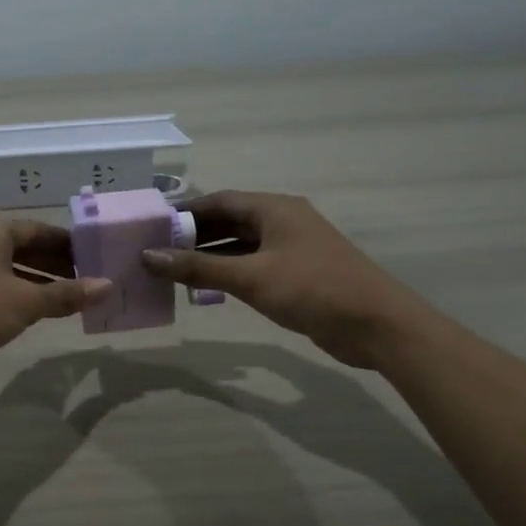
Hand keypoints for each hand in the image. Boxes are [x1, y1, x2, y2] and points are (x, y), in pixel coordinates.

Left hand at [0, 220, 111, 389]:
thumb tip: (108, 286)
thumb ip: (66, 293)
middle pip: (27, 248)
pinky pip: (1, 288)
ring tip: (72, 299)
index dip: (69, 243)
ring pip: (13, 270)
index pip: (40, 230)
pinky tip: (41, 312)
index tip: (95, 258)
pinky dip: (23, 296)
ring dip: (42, 283)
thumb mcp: (27, 301)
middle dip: (57, 264)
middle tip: (89, 281)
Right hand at [141, 191, 424, 368]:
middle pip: (229, 221)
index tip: (152, 227)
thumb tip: (148, 256)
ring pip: (240, 245)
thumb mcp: (250, 278)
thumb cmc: (312, 290)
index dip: (185, 212)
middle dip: (194, 235)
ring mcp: (291, 248)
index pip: (219, 201)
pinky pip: (253, 266)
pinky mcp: (297, 274)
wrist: (376, 325)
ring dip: (210, 256)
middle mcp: (282, 221)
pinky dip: (229, 273)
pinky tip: (206, 289)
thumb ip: (198, 268)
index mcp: (274, 209)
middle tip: (156, 252)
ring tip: (172, 271)